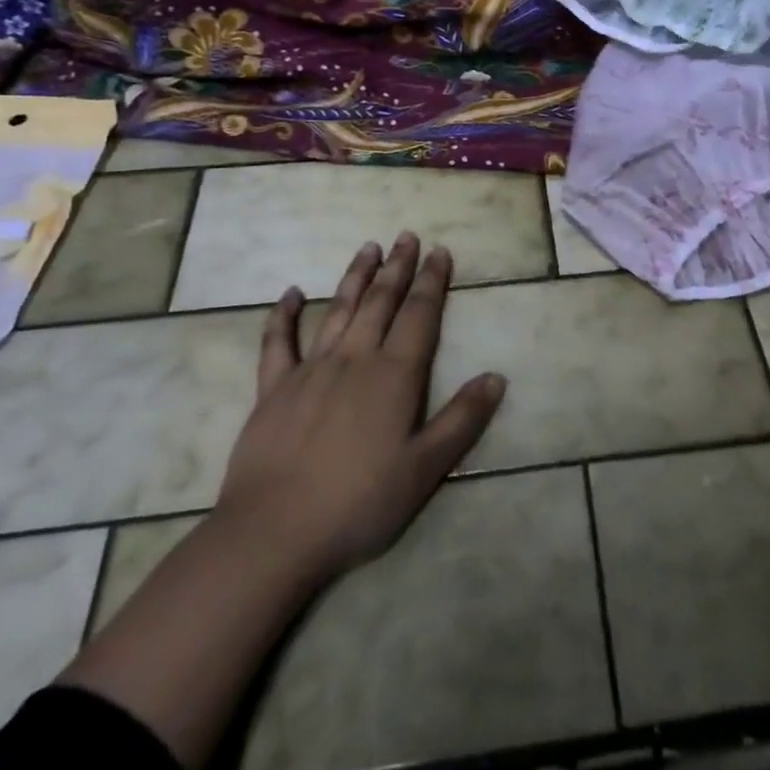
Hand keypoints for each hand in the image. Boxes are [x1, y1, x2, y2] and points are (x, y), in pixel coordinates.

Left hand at [213, 233, 505, 584]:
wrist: (273, 533)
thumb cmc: (358, 504)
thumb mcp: (424, 469)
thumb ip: (461, 420)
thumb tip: (496, 377)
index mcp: (393, 376)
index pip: (420, 315)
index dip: (432, 281)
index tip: (440, 251)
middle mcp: (354, 360)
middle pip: (380, 302)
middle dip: (397, 268)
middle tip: (407, 236)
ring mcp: (310, 370)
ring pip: (338, 310)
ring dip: (355, 277)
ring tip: (368, 247)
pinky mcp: (273, 389)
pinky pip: (278, 343)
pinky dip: (283, 315)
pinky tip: (290, 293)